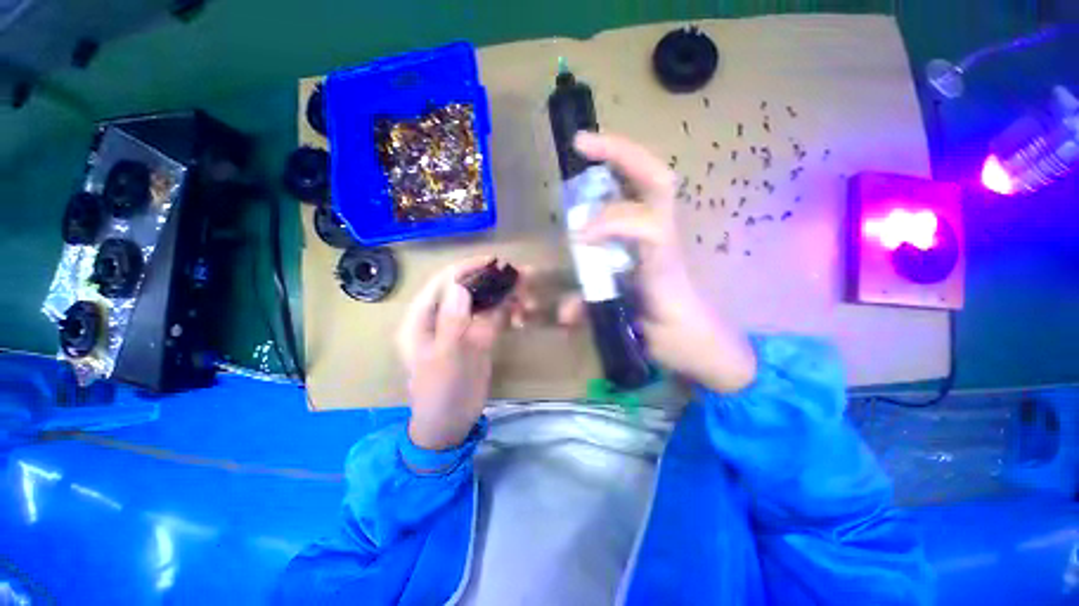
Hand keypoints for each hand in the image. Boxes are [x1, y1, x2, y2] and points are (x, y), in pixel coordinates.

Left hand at [397, 257, 525, 449]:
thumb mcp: (445, 360)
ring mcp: (460, 326)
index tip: (496, 262)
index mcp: (421, 319)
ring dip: (504, 295)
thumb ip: (452, 322)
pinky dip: (507, 311)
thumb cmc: (442, 393)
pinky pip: (492, 316)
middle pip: (467, 288)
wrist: (451, 424)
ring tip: (528, 297)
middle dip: (493, 280)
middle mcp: (439, 317)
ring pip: (482, 301)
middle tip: (522, 278)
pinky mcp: (475, 337)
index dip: (468, 268)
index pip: (443, 282)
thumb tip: (459, 286)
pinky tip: (523, 314)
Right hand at [570, 132, 756, 392]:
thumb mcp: (628, 327)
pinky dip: (624, 175)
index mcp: (662, 265)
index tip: (578, 237)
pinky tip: (601, 173)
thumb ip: (594, 315)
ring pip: (654, 181)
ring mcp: (666, 233)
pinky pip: (644, 194)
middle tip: (582, 145)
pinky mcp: (661, 235)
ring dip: (622, 158)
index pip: (648, 228)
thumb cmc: (671, 336)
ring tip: (588, 149)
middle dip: (621, 155)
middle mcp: (666, 240)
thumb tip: (562, 312)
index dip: (611, 224)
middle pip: (659, 182)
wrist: (700, 339)